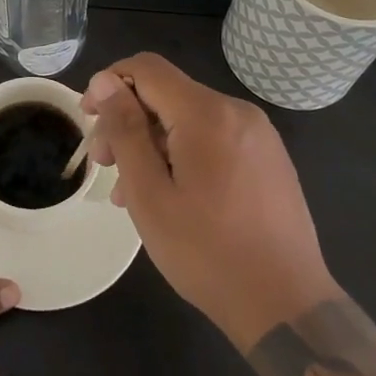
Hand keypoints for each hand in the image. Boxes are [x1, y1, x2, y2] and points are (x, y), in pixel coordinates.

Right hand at [84, 55, 339, 350]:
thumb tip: (104, 81)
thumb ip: (125, 130)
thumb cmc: (207, 253)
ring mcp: (258, 134)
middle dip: (129, 119)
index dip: (109, 84)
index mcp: (207, 113)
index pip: (146, 68)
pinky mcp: (268, 157)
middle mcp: (236, 110)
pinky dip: (183, 152)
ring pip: (189, 118)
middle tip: (104, 165)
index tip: (88, 119)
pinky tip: (170, 193)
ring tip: (130, 189)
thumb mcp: (149, 194)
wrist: (287, 307)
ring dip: (153, 141)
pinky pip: (214, 137)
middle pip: (167, 93)